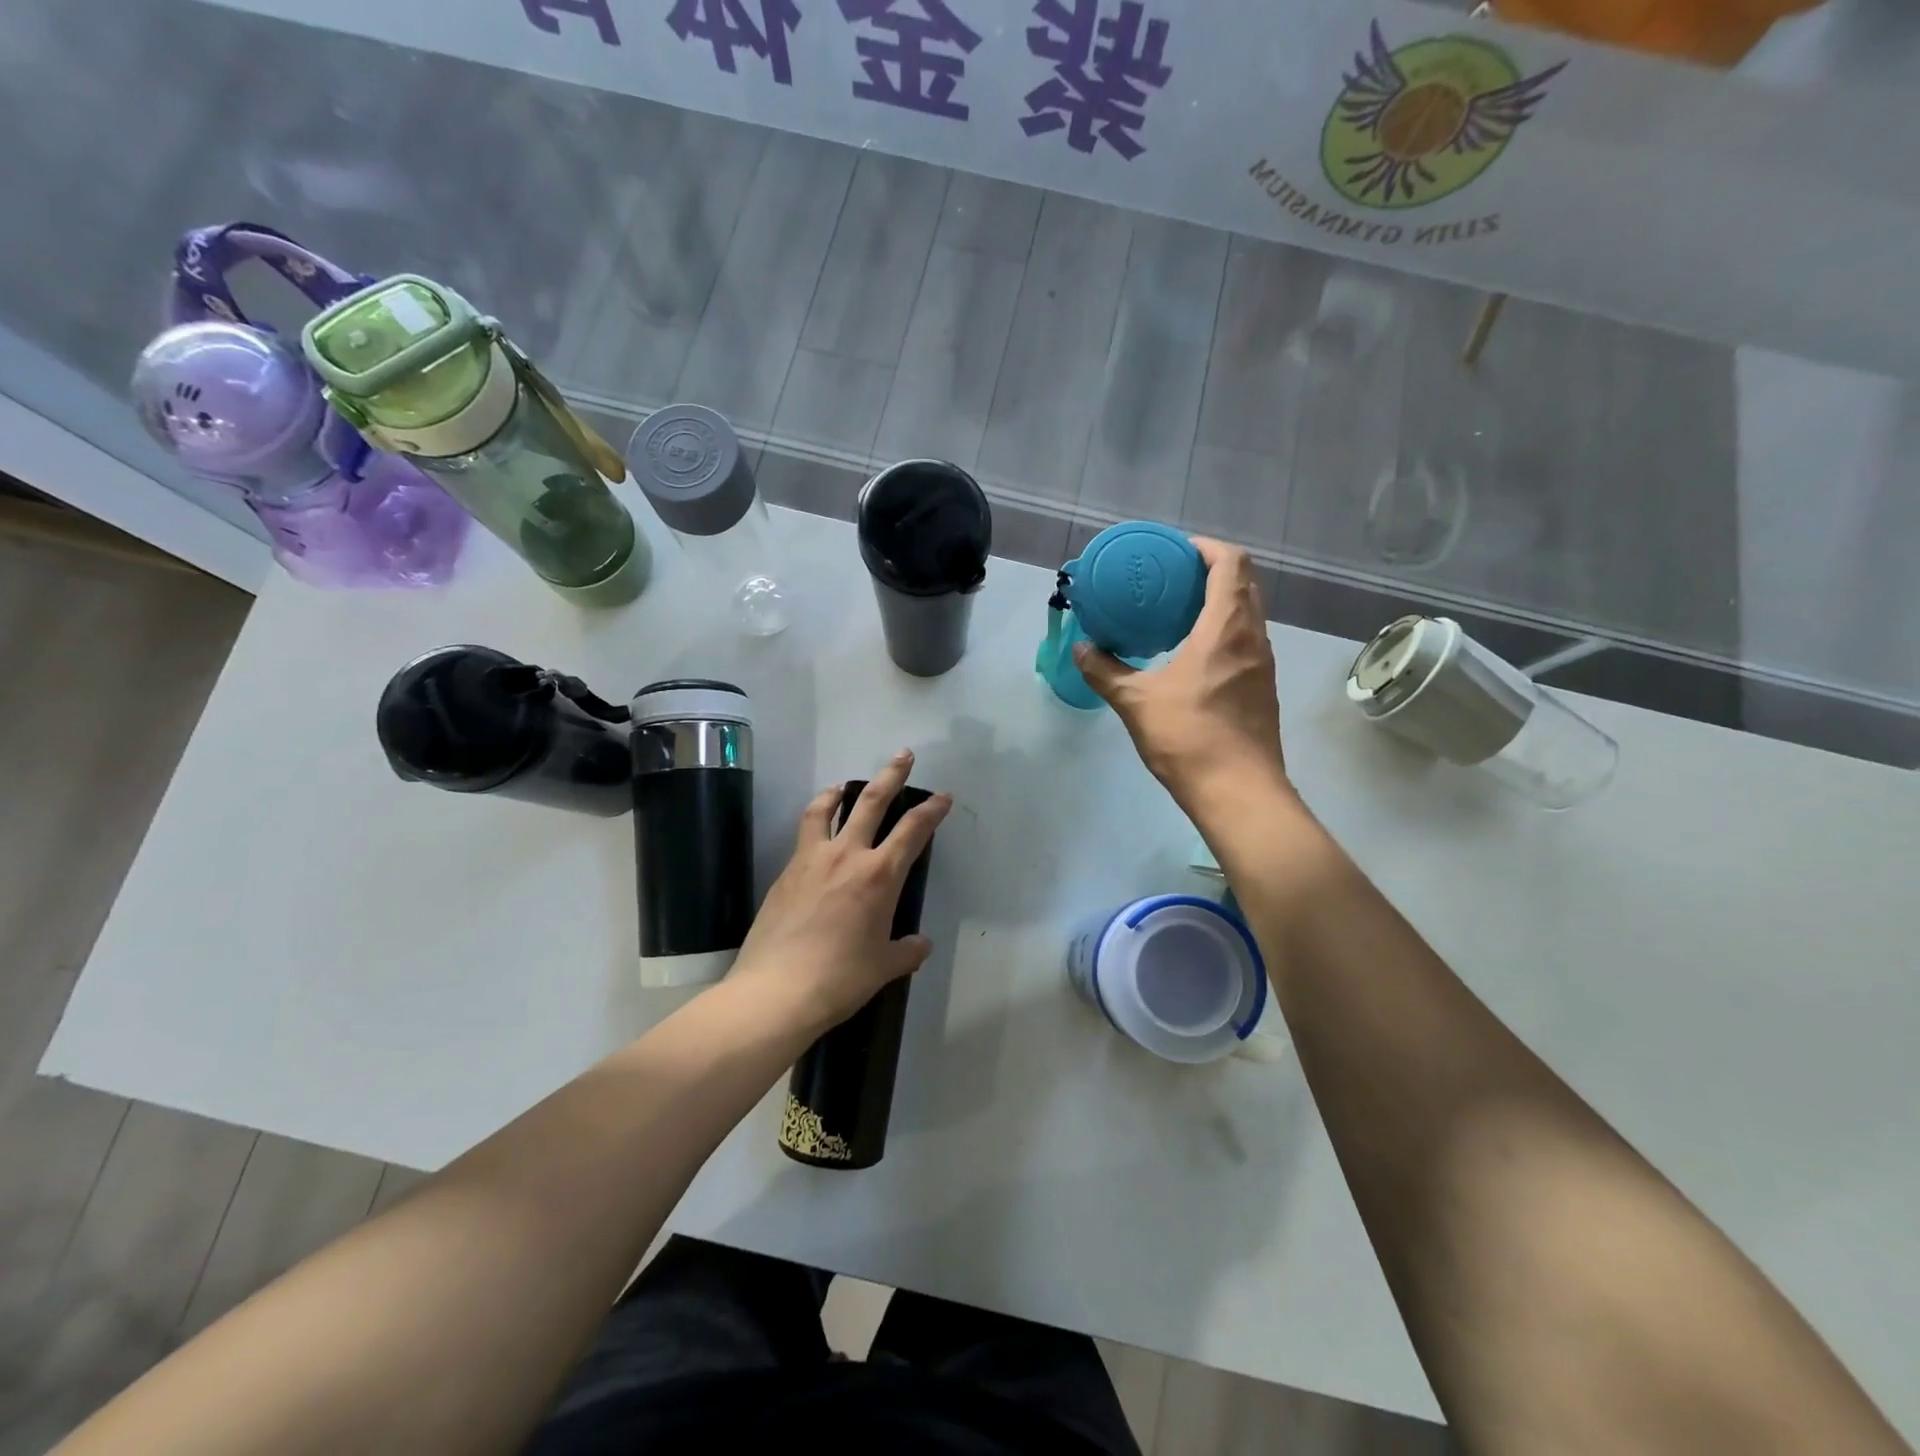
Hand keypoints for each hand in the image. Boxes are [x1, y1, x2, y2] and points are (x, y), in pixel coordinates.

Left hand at [730, 750, 951, 1031]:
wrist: (776, 991)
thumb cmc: (840, 979)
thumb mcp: (883, 967)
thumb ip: (906, 951)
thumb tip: (920, 944)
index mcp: (879, 876)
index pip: (913, 830)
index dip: (932, 810)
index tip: (943, 797)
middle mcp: (847, 856)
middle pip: (871, 801)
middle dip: (891, 775)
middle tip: (903, 755)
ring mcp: (811, 860)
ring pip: (825, 809)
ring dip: (839, 791)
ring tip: (844, 785)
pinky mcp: (784, 873)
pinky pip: (804, 836)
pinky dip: (815, 824)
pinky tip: (817, 839)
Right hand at [1073, 537, 1288, 818]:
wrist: (1239, 792)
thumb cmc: (1189, 738)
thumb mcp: (1136, 702)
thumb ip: (1105, 672)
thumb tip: (1082, 649)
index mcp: (1226, 628)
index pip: (1230, 563)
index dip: (1206, 548)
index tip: (1176, 551)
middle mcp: (1253, 637)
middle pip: (1244, 583)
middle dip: (1212, 571)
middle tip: (1172, 578)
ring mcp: (1263, 664)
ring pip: (1249, 613)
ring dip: (1221, 601)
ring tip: (1181, 611)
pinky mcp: (1263, 688)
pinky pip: (1247, 640)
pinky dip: (1225, 630)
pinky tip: (1195, 653)